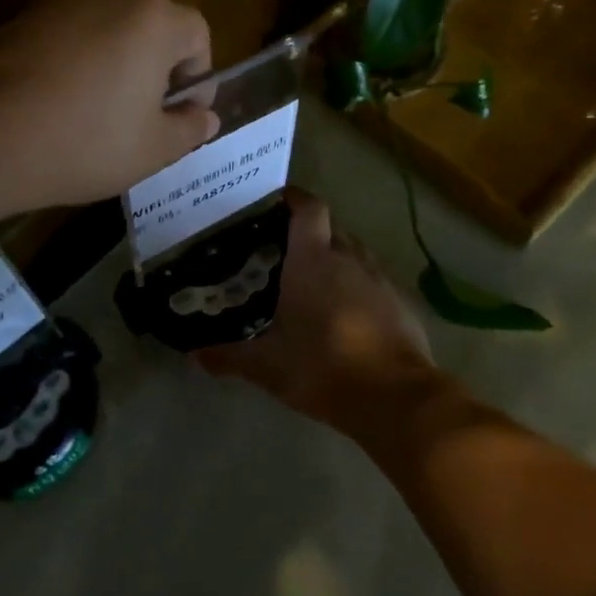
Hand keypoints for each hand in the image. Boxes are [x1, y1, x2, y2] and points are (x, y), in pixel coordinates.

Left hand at [0, 0, 219, 213]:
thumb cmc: (83, 142)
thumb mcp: (152, 150)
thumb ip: (189, 129)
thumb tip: (205, 117)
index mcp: (153, 19)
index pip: (197, 34)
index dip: (199, 77)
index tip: (182, 116)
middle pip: (152, 27)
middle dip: (157, 69)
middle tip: (144, 117)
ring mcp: (60, 1)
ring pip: (108, 30)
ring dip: (116, 64)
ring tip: (99, 114)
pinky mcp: (20, 17)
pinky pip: (68, 37)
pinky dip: (76, 63)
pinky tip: (57, 105)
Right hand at [196, 190, 452, 440]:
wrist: (394, 397)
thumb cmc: (323, 367)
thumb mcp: (268, 366)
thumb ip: (230, 356)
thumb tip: (195, 354)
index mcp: (313, 260)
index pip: (308, 209)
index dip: (294, 199)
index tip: (277, 202)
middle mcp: (348, 258)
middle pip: (330, 227)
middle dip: (310, 232)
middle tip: (285, 250)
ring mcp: (379, 278)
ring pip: (354, 252)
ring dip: (336, 258)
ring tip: (314, 280)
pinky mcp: (400, 302)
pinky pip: (374, 279)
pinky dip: (358, 284)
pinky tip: (345, 311)